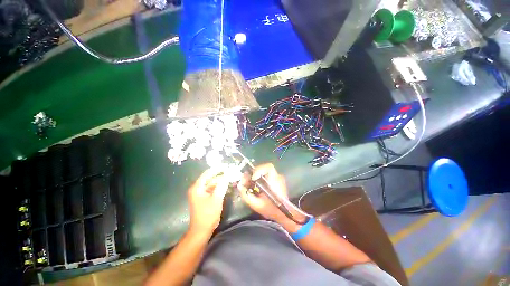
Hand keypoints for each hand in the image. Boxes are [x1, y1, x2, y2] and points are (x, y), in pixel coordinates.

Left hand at [188, 169, 228, 233]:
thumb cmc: (207, 214)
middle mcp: (197, 188)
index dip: (217, 169)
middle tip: (231, 172)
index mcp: (197, 187)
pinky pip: (212, 189)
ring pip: (212, 183)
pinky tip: (226, 186)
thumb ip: (222, 185)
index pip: (207, 173)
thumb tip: (228, 174)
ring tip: (230, 178)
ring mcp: (200, 193)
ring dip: (221, 181)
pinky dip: (219, 187)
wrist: (201, 231)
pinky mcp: (204, 198)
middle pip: (210, 178)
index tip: (226, 166)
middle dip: (221, 175)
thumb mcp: (216, 198)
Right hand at [237, 163, 289, 222]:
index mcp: (275, 182)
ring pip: (264, 171)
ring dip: (256, 175)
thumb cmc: (271, 210)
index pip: (268, 167)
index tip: (252, 178)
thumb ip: (246, 195)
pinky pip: (266, 175)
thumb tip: (239, 185)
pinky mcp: (277, 180)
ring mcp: (278, 178)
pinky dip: (259, 178)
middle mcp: (277, 177)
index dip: (258, 170)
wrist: (283, 214)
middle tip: (246, 180)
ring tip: (250, 184)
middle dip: (253, 173)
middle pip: (264, 168)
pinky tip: (256, 186)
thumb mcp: (256, 205)